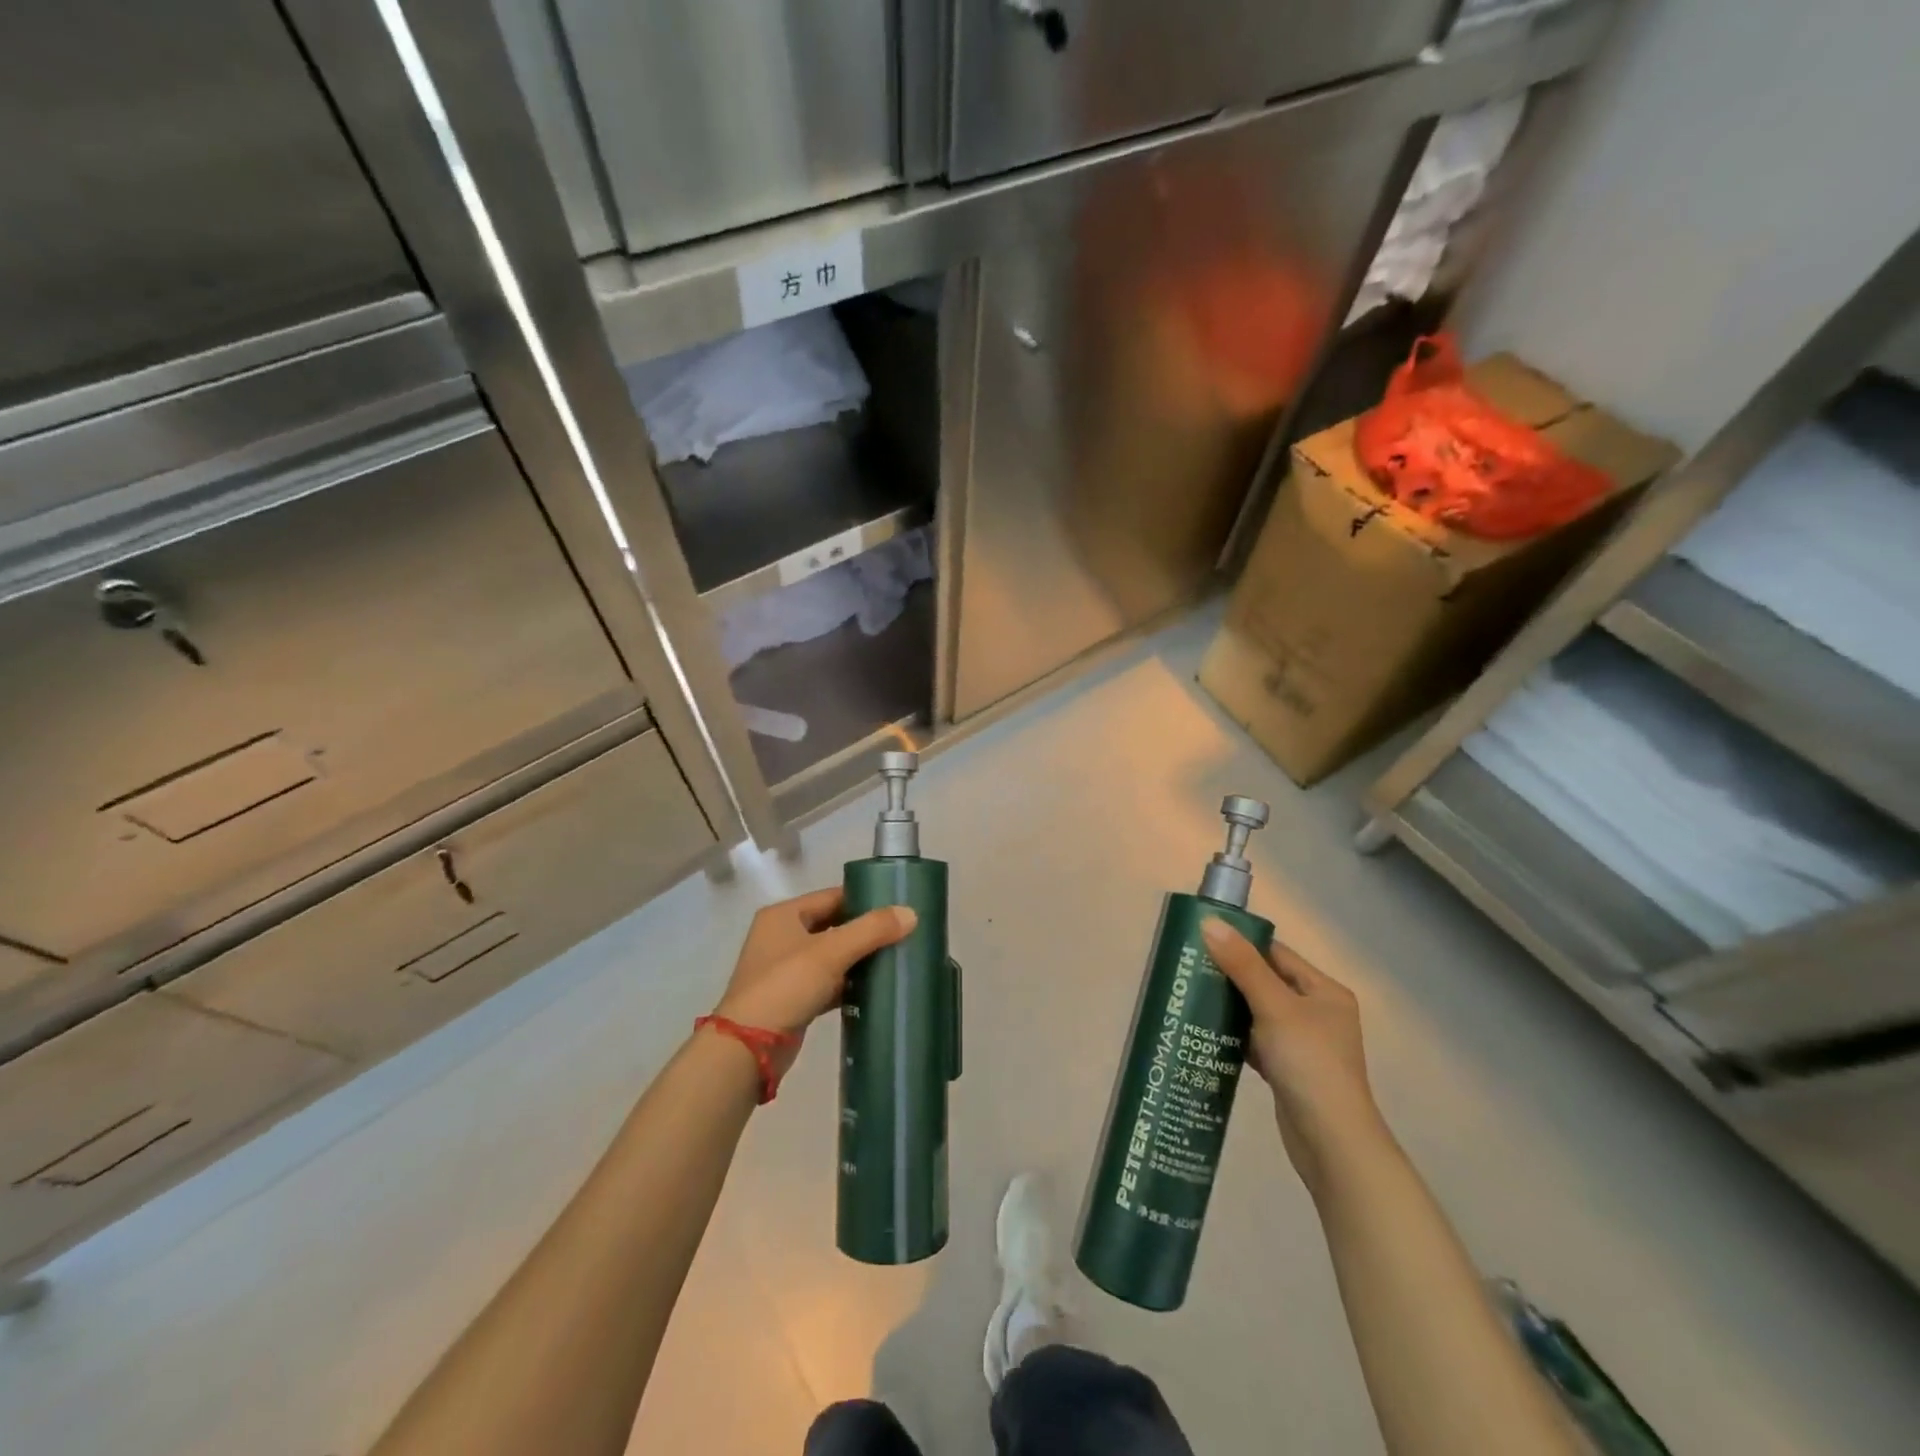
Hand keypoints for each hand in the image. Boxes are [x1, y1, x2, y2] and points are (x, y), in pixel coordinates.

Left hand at [710, 888, 916, 1078]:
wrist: (749, 1048)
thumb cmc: (786, 986)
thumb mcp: (831, 952)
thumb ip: (871, 930)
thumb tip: (911, 913)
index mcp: (784, 915)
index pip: (832, 896)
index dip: (864, 899)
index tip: (897, 907)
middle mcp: (782, 937)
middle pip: (832, 925)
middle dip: (864, 931)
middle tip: (902, 933)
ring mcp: (785, 970)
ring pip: (831, 956)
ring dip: (858, 959)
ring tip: (895, 959)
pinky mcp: (793, 999)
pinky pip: (828, 982)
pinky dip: (848, 984)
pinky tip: (875, 989)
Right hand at [1201, 920, 1388, 1197]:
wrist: (1331, 1142)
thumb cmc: (1308, 1063)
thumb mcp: (1274, 1007)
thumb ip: (1242, 965)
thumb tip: (1209, 922)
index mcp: (1324, 992)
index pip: (1276, 954)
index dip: (1241, 944)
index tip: (1201, 940)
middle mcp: (1318, 1013)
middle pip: (1266, 982)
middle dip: (1229, 976)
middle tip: (1189, 968)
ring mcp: (1303, 1043)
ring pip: (1258, 1013)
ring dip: (1229, 1007)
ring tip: (1190, 996)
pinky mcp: (1288, 1069)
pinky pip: (1256, 1040)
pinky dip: (1234, 1036)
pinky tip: (1207, 1032)